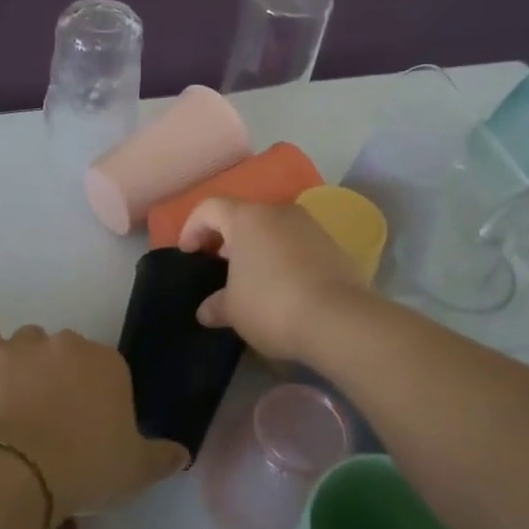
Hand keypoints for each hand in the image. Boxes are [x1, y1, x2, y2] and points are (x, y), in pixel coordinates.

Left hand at [0, 323, 187, 519]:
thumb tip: (183, 453)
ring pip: (28, 341)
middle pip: (68, 352)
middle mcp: (70, 343)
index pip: (107, 369)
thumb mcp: (135, 471)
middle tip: (53, 416)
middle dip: (62, 375)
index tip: (89, 424)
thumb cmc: (85, 468)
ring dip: (26, 361)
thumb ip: (162, 457)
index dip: (97, 395)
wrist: (21, 472)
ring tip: (17, 399)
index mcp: (109, 363)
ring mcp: (26, 344)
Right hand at [178, 197, 367, 361]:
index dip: (192, 227)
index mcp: (247, 218)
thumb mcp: (233, 310)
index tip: (188, 253)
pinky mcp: (334, 246)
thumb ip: (216, 305)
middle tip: (218, 265)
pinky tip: (282, 287)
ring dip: (258, 248)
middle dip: (227, 238)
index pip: (210, 208)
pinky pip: (298, 245)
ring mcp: (311, 226)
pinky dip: (283, 258)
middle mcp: (279, 212)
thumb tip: (206, 311)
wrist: (340, 320)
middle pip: (244, 216)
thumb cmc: (272, 305)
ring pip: (273, 229)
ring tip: (251, 279)